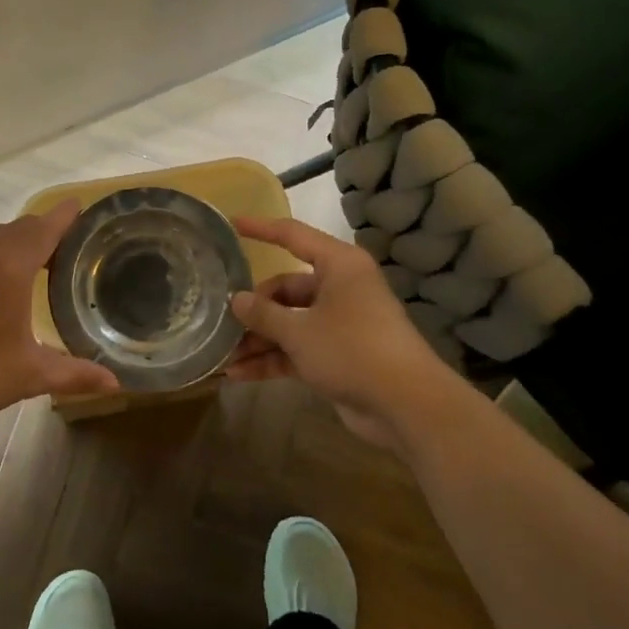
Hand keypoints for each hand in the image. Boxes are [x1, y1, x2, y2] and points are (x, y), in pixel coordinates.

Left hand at [0, 201, 117, 434]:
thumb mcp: (29, 375)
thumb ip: (75, 374)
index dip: (66, 215)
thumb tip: (117, 384)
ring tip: (43, 261)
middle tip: (74, 244)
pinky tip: (2, 284)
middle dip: (48, 228)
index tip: (83, 207)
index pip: (45, 227)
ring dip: (21, 240)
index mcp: (10, 267)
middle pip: (22, 227)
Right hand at [225, 216, 463, 446]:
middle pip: (287, 288)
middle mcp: (340, 288)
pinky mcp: (339, 355)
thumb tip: (235, 299)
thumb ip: (263, 314)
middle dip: (254, 308)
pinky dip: (273, 360)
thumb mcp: (299, 330)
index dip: (260, 229)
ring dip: (259, 339)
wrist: (406, 405)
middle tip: (222, 321)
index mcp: (338, 265)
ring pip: (291, 322)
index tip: (231, 224)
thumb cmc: (352, 349)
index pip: (292, 235)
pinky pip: (298, 349)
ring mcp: (340, 323)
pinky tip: (239, 375)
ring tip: (224, 354)